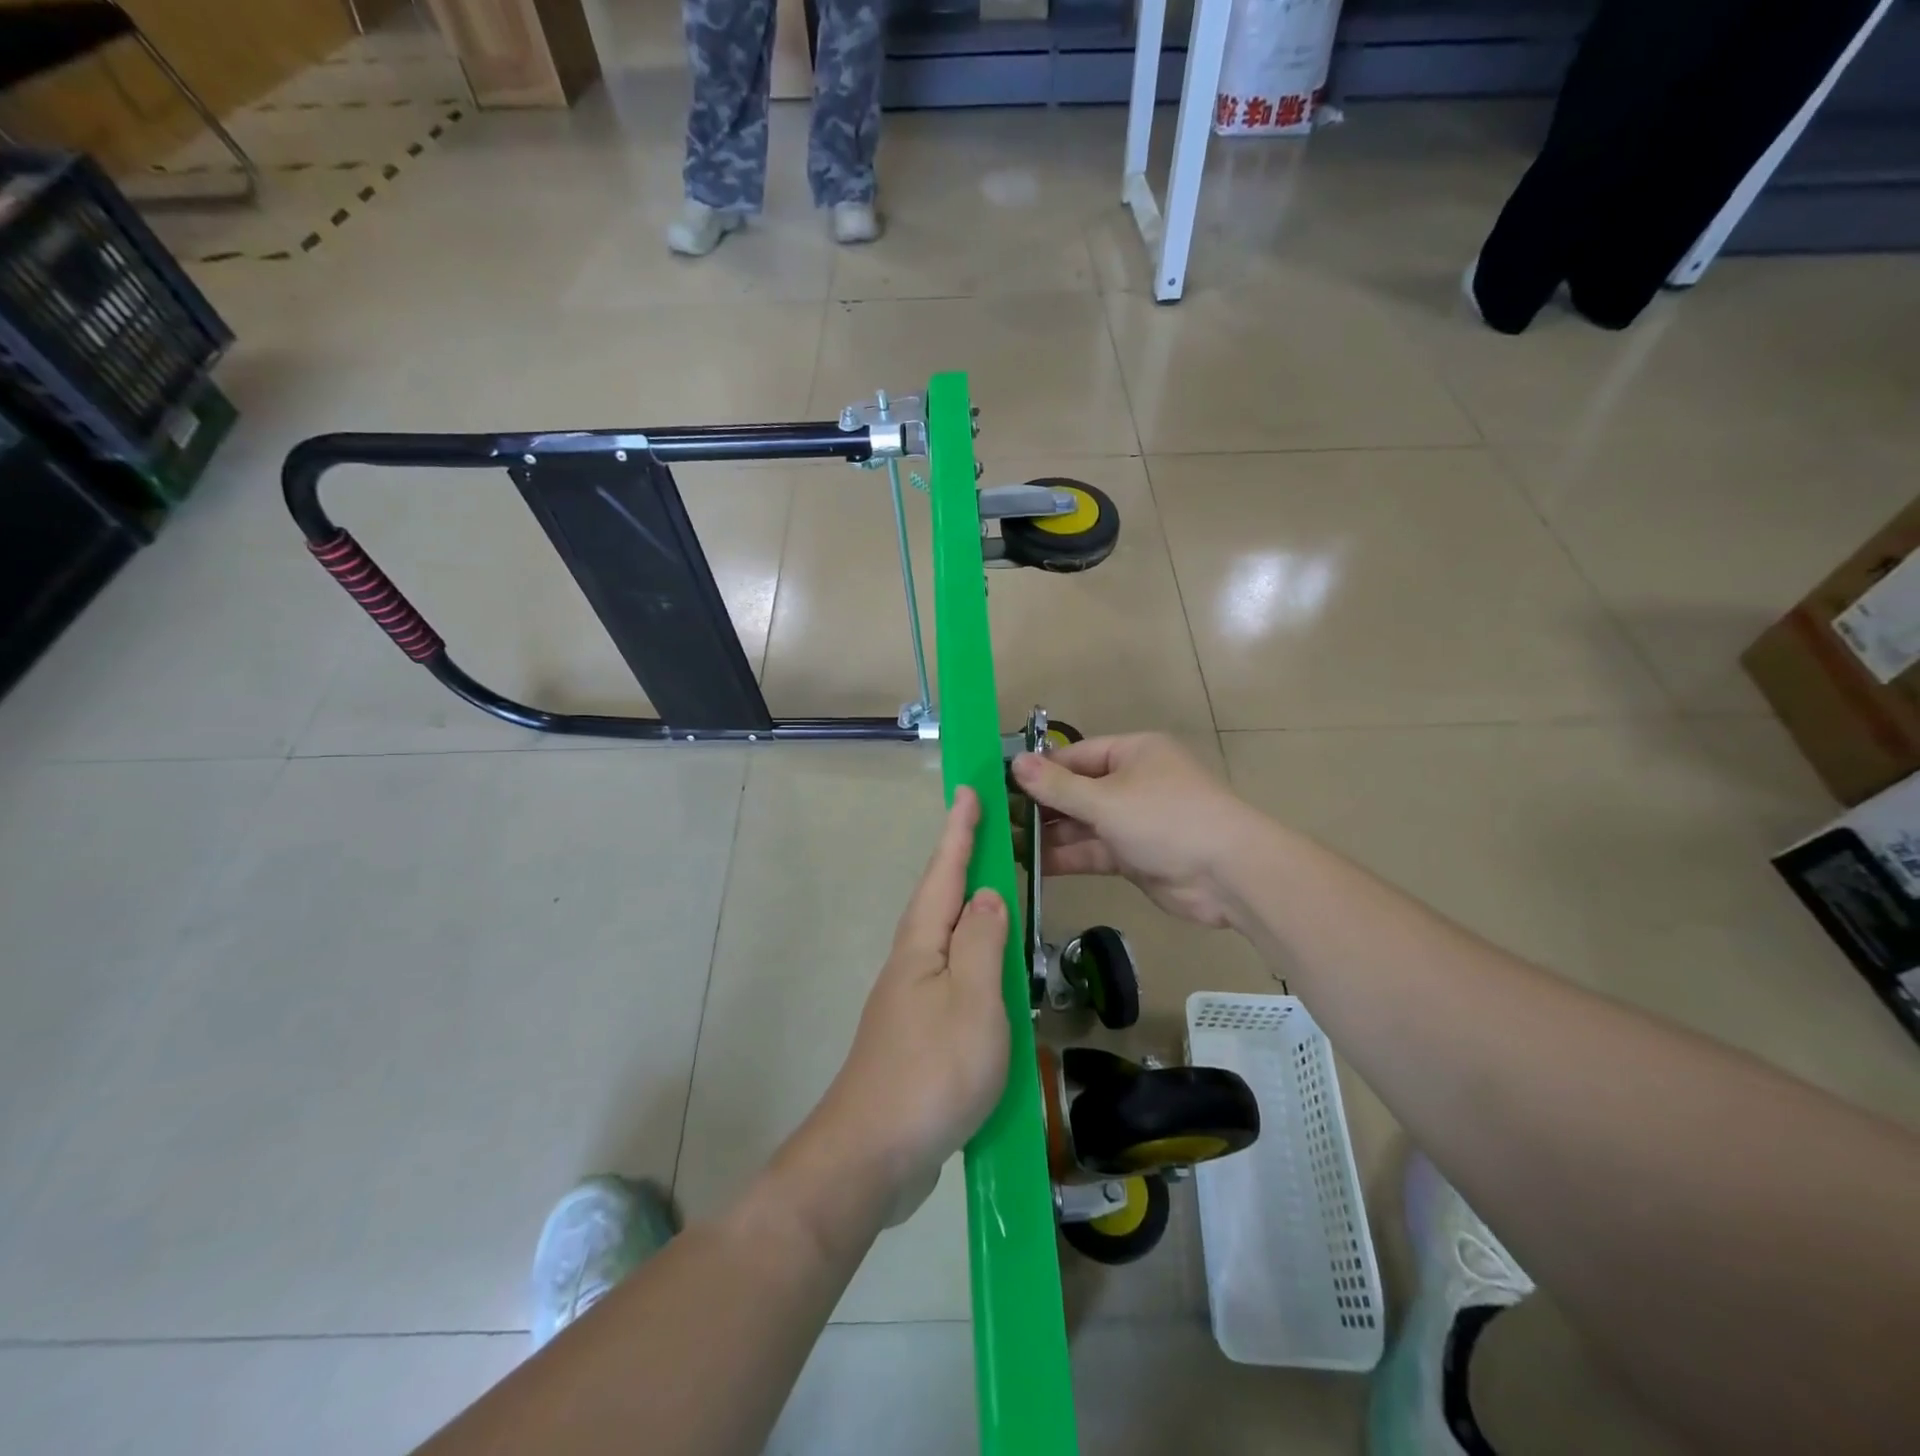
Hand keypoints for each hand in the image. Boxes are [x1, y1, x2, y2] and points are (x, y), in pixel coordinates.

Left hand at [815, 787, 1009, 1223]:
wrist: (872, 1153)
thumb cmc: (931, 1070)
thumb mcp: (973, 1000)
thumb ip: (983, 942)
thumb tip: (987, 894)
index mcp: (922, 944)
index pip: (945, 872)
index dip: (959, 831)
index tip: (968, 790)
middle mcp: (911, 961)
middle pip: (939, 898)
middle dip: (961, 860)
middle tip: (987, 830)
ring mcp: (910, 999)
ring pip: (945, 936)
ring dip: (967, 906)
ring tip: (994, 889)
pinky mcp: (917, 1032)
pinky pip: (951, 974)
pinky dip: (971, 955)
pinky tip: (987, 969)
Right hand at [1011, 734, 1260, 929]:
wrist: (1228, 875)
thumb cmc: (1166, 819)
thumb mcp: (1106, 799)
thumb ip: (1058, 786)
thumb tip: (1015, 762)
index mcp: (1132, 753)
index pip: (1075, 756)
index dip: (1040, 770)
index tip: (1001, 785)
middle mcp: (1133, 782)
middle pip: (1077, 790)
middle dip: (1040, 806)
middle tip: (997, 820)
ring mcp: (1135, 821)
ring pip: (1083, 824)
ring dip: (1050, 835)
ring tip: (1006, 844)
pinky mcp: (1135, 855)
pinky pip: (1094, 850)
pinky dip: (1068, 857)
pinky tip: (1033, 865)